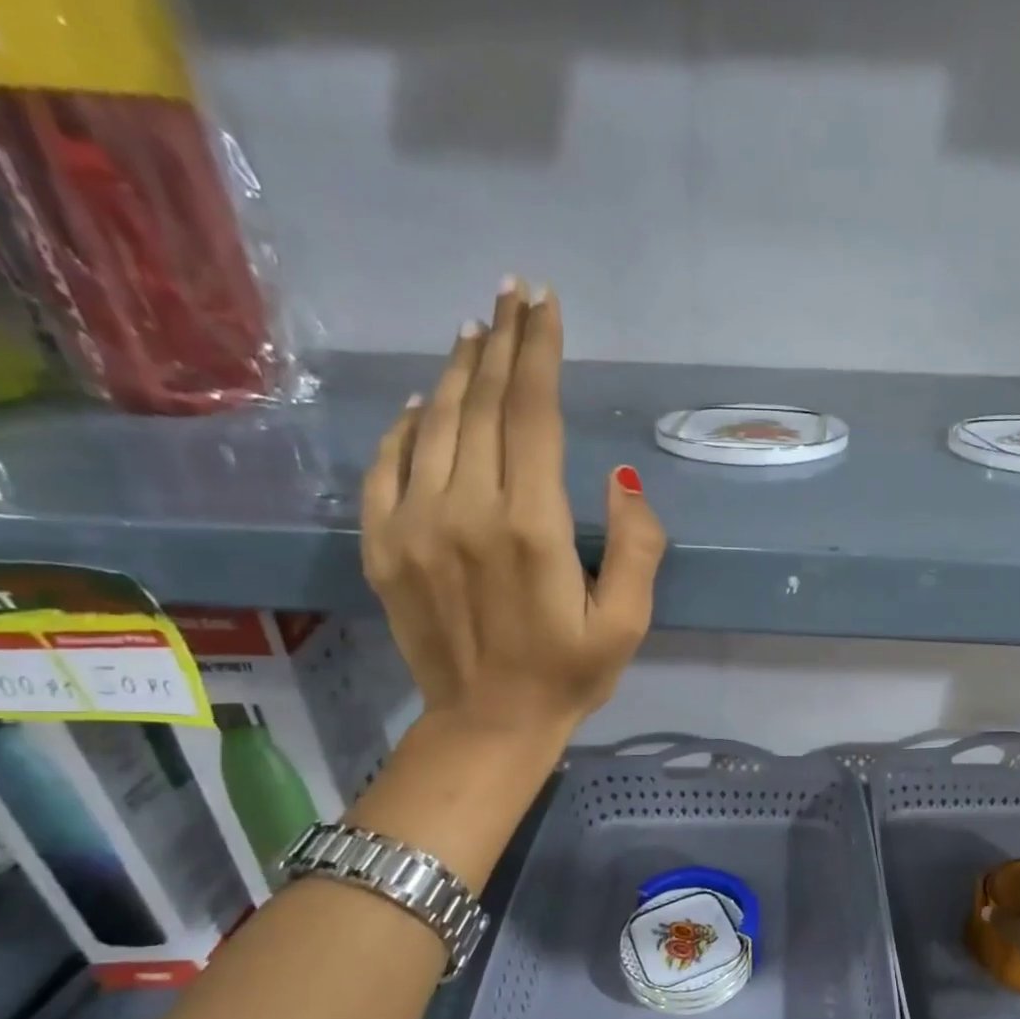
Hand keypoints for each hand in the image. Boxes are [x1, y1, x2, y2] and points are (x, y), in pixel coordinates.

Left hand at [361, 280, 666, 747]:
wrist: (487, 724)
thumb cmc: (569, 675)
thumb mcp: (628, 623)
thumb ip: (637, 547)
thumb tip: (623, 479)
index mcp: (531, 528)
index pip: (533, 414)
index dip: (539, 352)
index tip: (544, 304)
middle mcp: (465, 511)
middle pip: (482, 404)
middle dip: (501, 342)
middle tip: (512, 294)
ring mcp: (412, 525)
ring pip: (433, 423)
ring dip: (457, 372)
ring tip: (475, 332)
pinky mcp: (382, 545)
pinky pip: (386, 464)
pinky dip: (404, 423)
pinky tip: (423, 400)